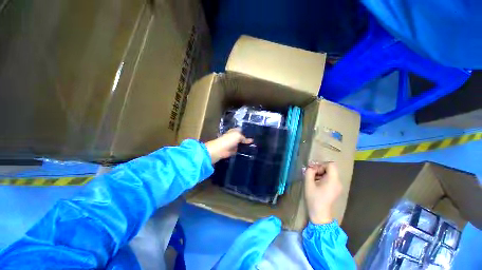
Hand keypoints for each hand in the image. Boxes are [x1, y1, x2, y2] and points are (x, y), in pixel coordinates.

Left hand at [204, 128, 252, 163]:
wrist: (220, 150)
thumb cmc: (228, 140)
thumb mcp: (238, 136)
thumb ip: (244, 138)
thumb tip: (251, 140)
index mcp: (234, 131)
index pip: (242, 130)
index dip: (248, 131)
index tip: (255, 134)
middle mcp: (234, 136)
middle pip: (242, 137)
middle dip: (248, 138)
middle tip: (257, 140)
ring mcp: (234, 144)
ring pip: (242, 144)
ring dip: (246, 145)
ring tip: (255, 146)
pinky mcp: (233, 150)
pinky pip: (240, 150)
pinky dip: (243, 151)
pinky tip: (250, 151)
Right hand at [304, 162, 341, 224]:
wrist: (320, 214)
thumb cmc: (314, 198)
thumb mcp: (308, 183)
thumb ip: (309, 172)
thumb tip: (311, 167)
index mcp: (333, 180)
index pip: (331, 165)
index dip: (321, 165)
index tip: (314, 170)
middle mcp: (338, 182)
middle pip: (330, 169)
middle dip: (320, 169)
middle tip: (311, 174)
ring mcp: (338, 186)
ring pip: (330, 173)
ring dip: (320, 173)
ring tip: (312, 179)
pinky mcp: (336, 189)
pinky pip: (330, 179)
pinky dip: (323, 178)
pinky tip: (316, 183)